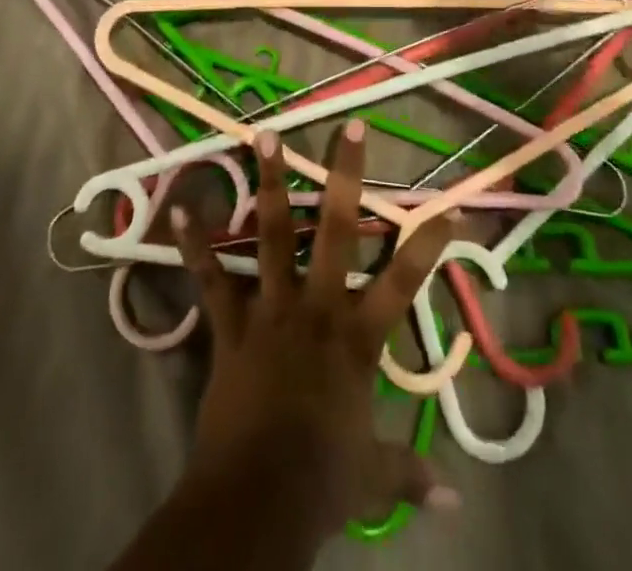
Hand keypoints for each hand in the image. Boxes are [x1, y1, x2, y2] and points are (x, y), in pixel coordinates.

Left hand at [170, 123, 458, 550]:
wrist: (258, 499)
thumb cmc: (322, 480)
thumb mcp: (373, 478)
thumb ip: (409, 473)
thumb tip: (455, 504)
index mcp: (357, 338)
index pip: (403, 280)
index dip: (430, 243)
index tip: (453, 206)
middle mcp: (316, 307)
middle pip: (335, 230)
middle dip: (344, 176)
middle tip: (349, 126)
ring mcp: (270, 309)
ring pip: (272, 234)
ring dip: (269, 184)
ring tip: (263, 136)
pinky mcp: (230, 325)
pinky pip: (210, 279)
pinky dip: (193, 245)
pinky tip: (176, 209)